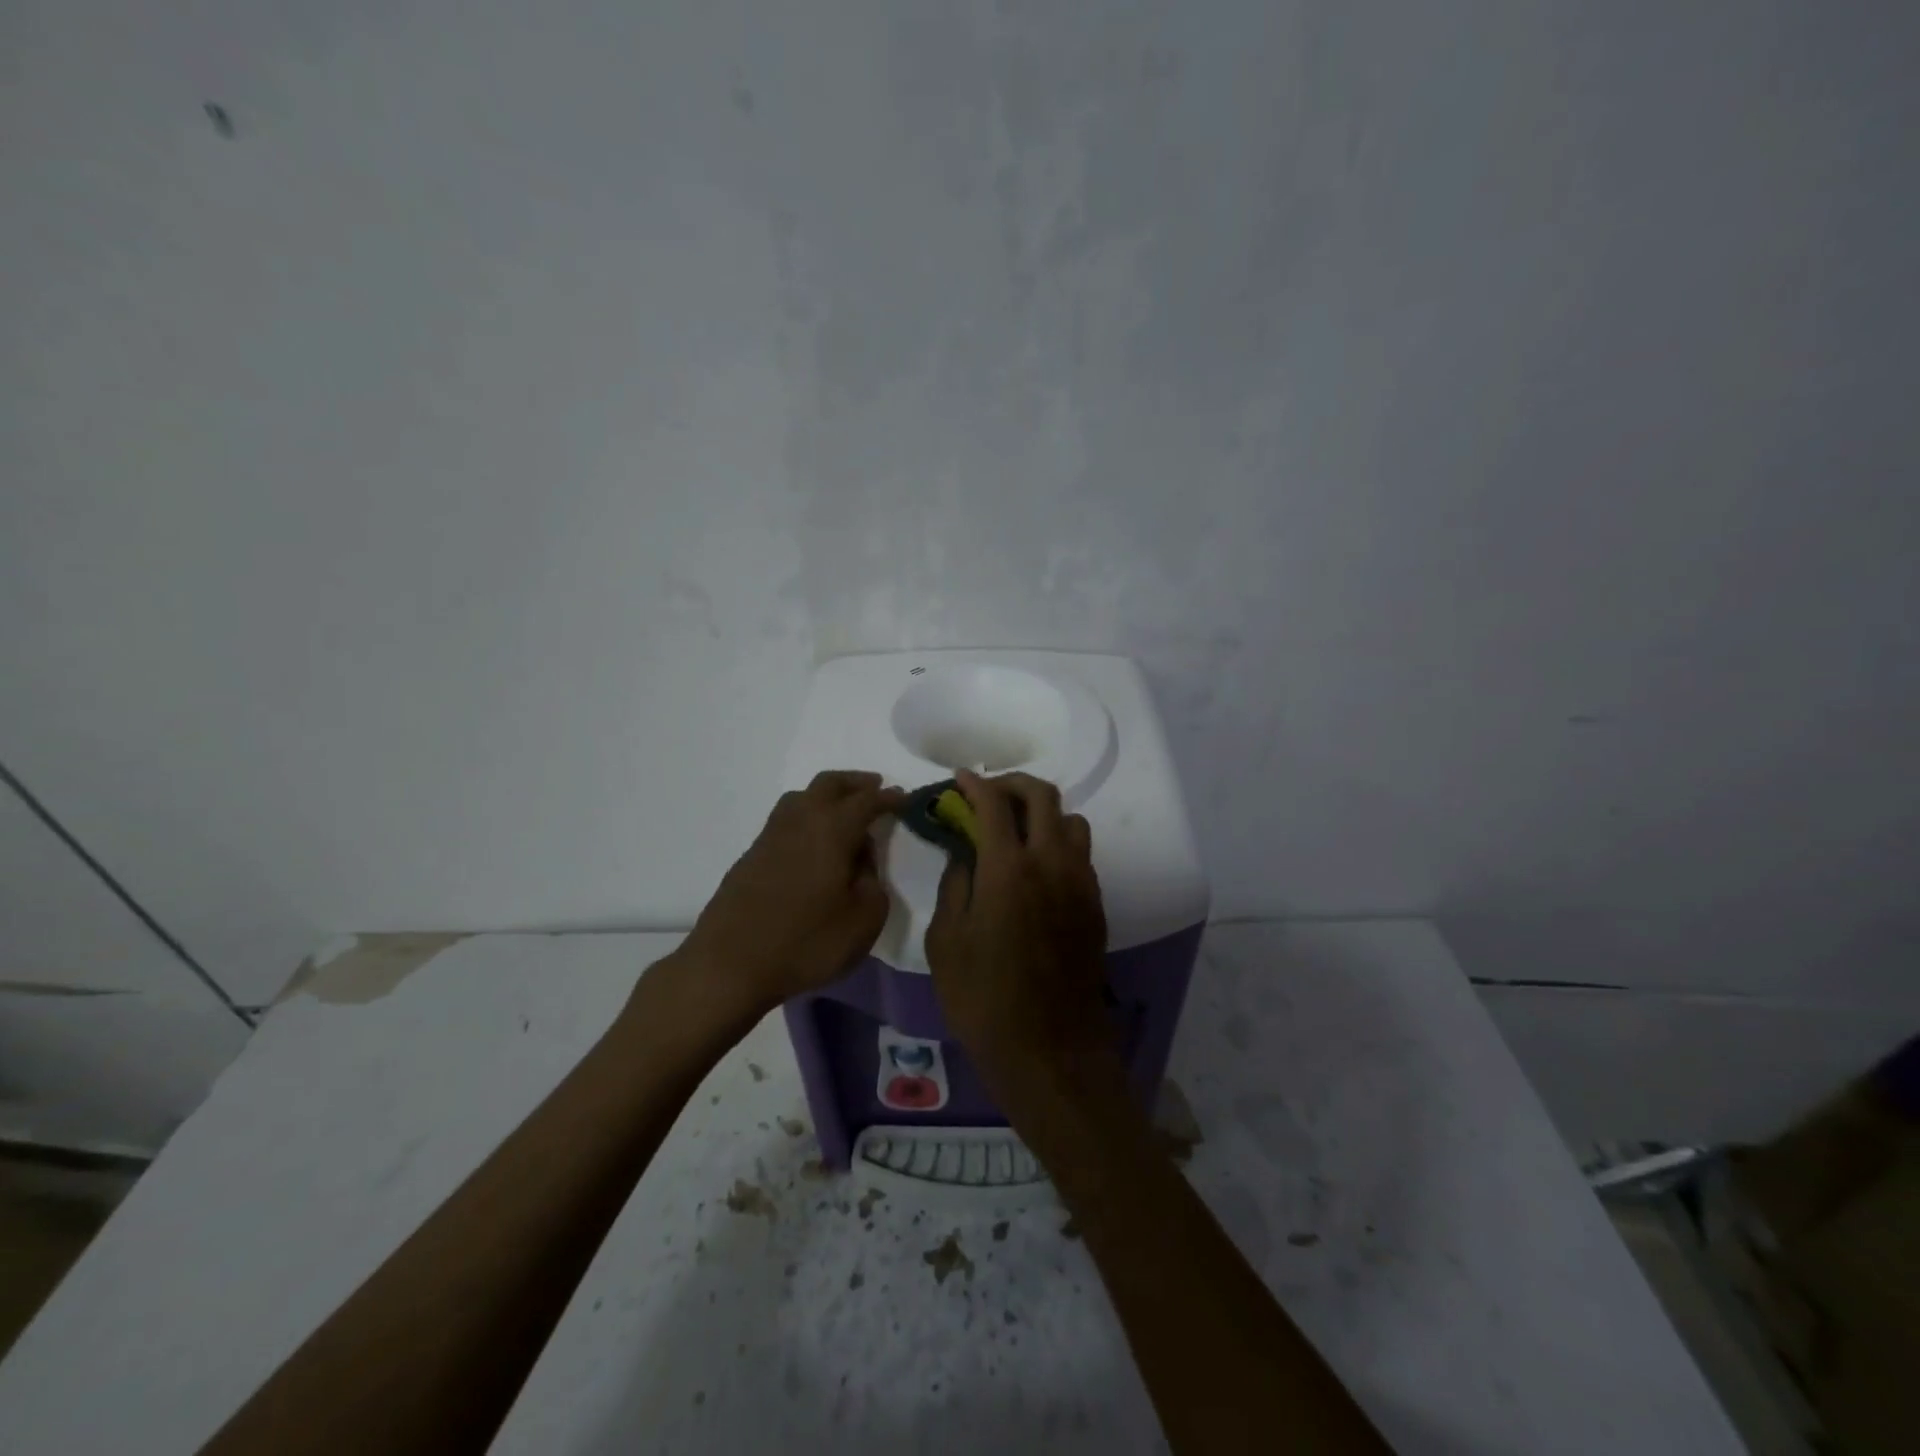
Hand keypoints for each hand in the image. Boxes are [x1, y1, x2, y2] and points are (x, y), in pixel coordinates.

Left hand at [676, 770, 904, 1019]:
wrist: (728, 965)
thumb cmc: (805, 943)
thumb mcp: (863, 920)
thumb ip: (873, 882)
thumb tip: (862, 860)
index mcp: (831, 829)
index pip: (866, 800)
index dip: (888, 798)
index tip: (905, 799)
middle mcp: (800, 821)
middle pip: (829, 784)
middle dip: (856, 782)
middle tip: (876, 789)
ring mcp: (770, 836)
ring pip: (801, 797)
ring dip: (827, 795)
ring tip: (844, 811)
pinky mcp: (752, 855)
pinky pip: (786, 819)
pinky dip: (807, 816)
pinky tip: (814, 841)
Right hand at [924, 770, 1114, 1097]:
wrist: (1050, 1050)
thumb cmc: (984, 999)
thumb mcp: (946, 942)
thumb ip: (955, 885)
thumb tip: (965, 855)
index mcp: (1008, 869)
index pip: (994, 804)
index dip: (974, 784)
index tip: (960, 779)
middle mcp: (1051, 863)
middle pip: (1043, 796)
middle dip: (1013, 785)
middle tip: (989, 795)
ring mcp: (1080, 882)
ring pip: (1071, 821)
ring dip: (1043, 813)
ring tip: (1017, 831)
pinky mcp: (1095, 904)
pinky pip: (1080, 854)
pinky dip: (1058, 843)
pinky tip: (1036, 870)